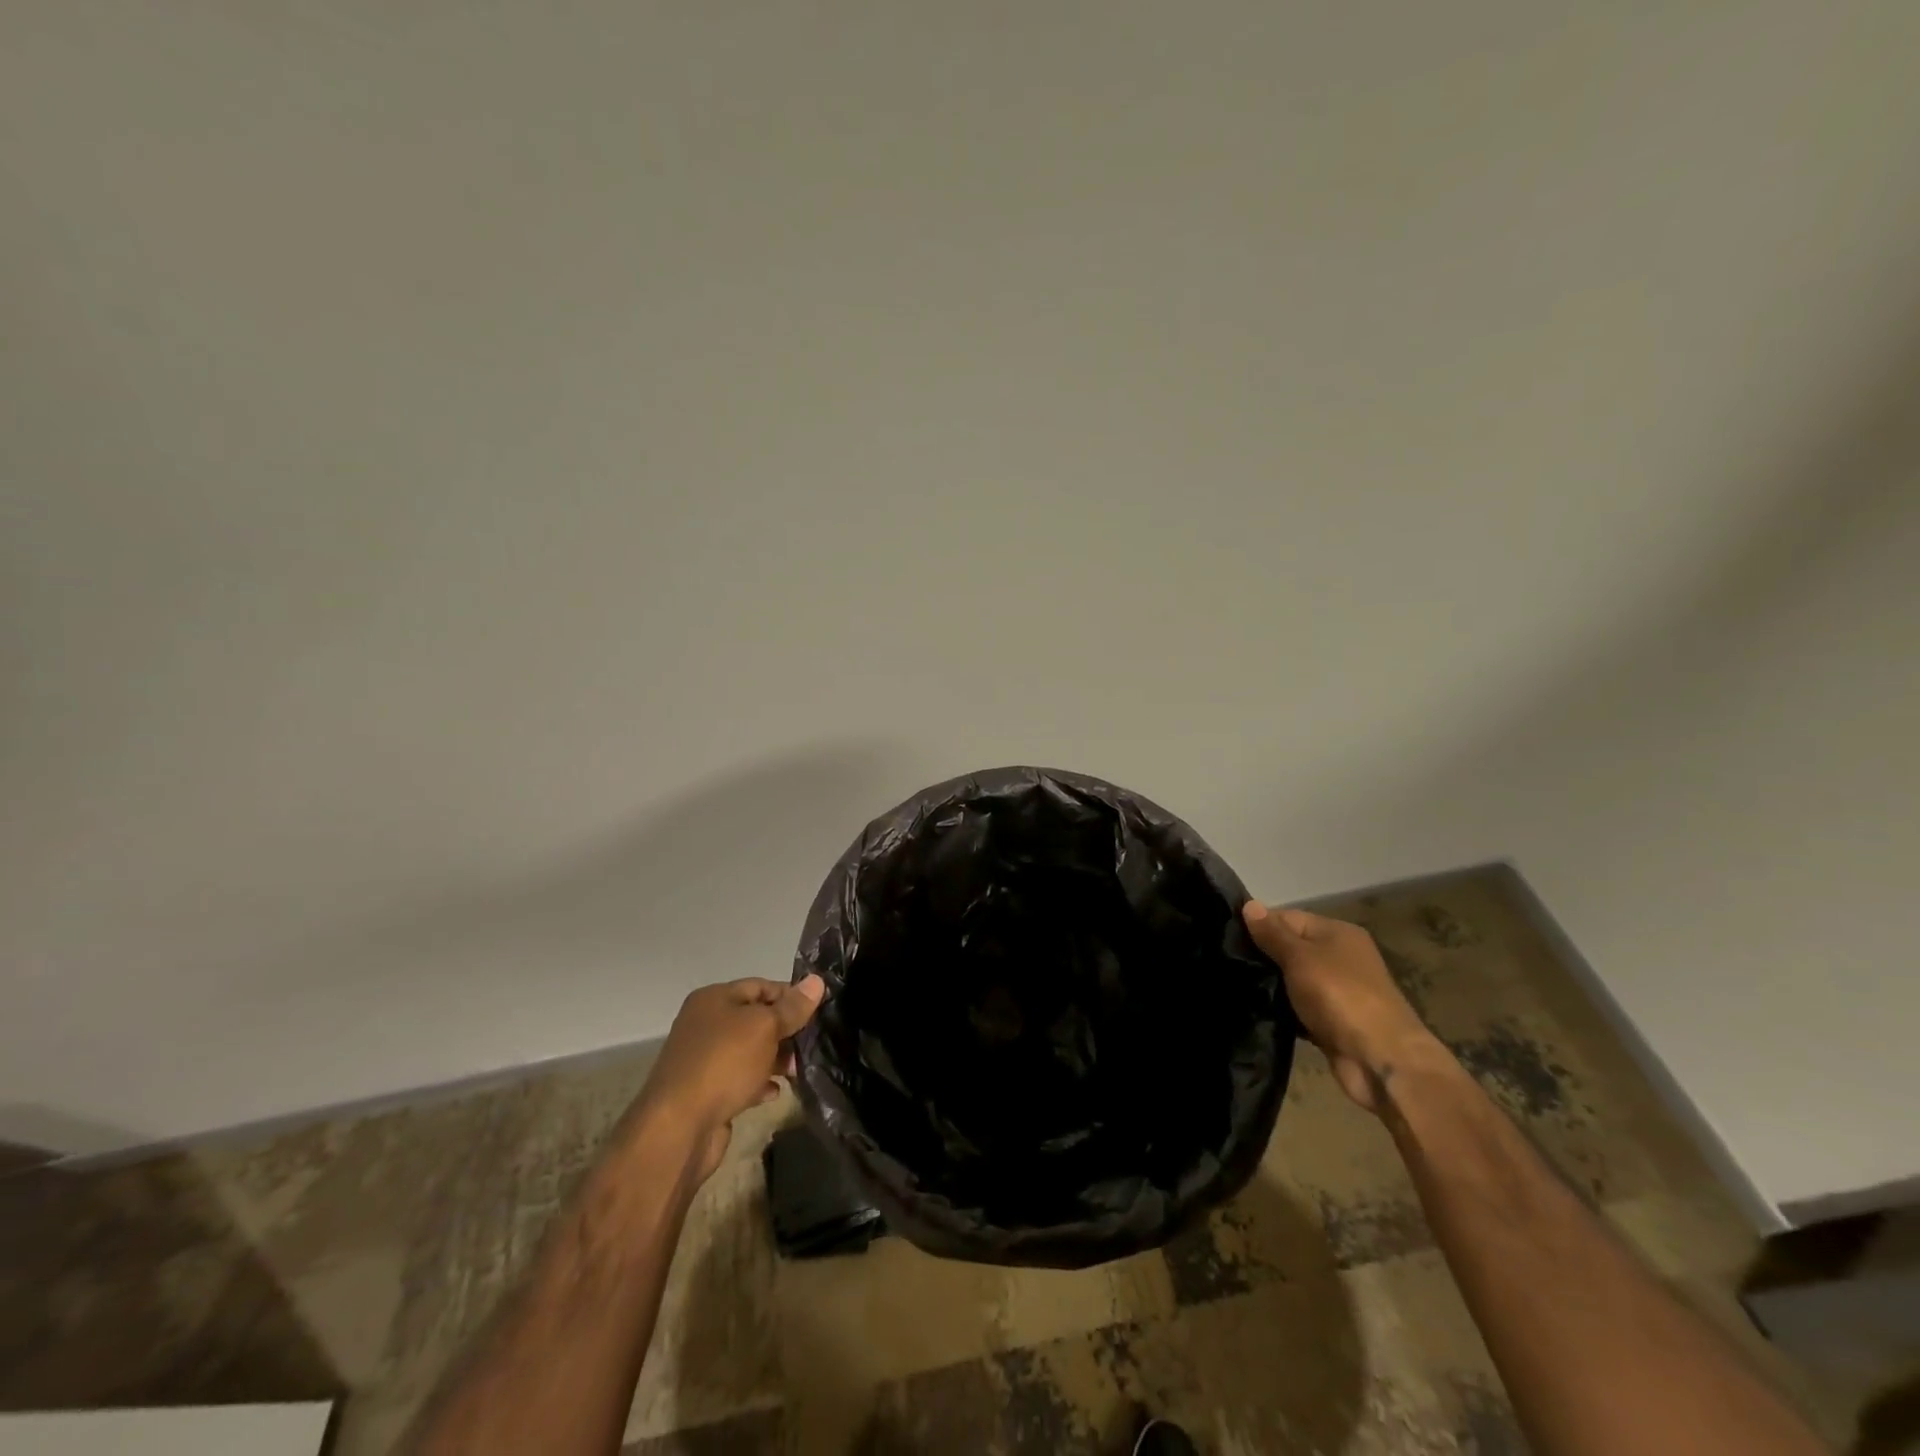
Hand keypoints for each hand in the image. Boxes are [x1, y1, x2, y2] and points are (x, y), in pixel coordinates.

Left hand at [637, 975, 825, 1182]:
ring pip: (750, 1051)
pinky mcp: (707, 1092)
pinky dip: (759, 1083)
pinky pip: (741, 1080)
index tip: (819, 1010)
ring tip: (798, 1070)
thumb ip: (792, 1007)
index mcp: (714, 999)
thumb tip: (817, 981)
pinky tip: (775, 1092)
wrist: (679, 1128)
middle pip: (755, 1019)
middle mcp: (705, 1024)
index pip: (760, 986)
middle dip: (785, 1030)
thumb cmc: (724, 1063)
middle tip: (812, 1043)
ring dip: (775, 1059)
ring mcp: (704, 1060)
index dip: (790, 995)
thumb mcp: (764, 1027)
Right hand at [1243, 901, 1438, 1113]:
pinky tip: (1258, 1011)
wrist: (1380, 1059)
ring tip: (1235, 986)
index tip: (1228, 940)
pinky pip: (1300, 1007)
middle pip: (1291, 948)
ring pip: (1293, 980)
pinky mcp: (1333, 1021)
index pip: (1288, 917)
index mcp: (1338, 933)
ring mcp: (1339, 991)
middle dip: (1263, 957)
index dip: (1260, 926)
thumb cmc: (1339, 996)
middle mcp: (1341, 957)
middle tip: (1228, 964)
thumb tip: (1249, 904)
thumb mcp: (1300, 957)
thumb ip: (1272, 933)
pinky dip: (1284, 1010)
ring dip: (1272, 986)